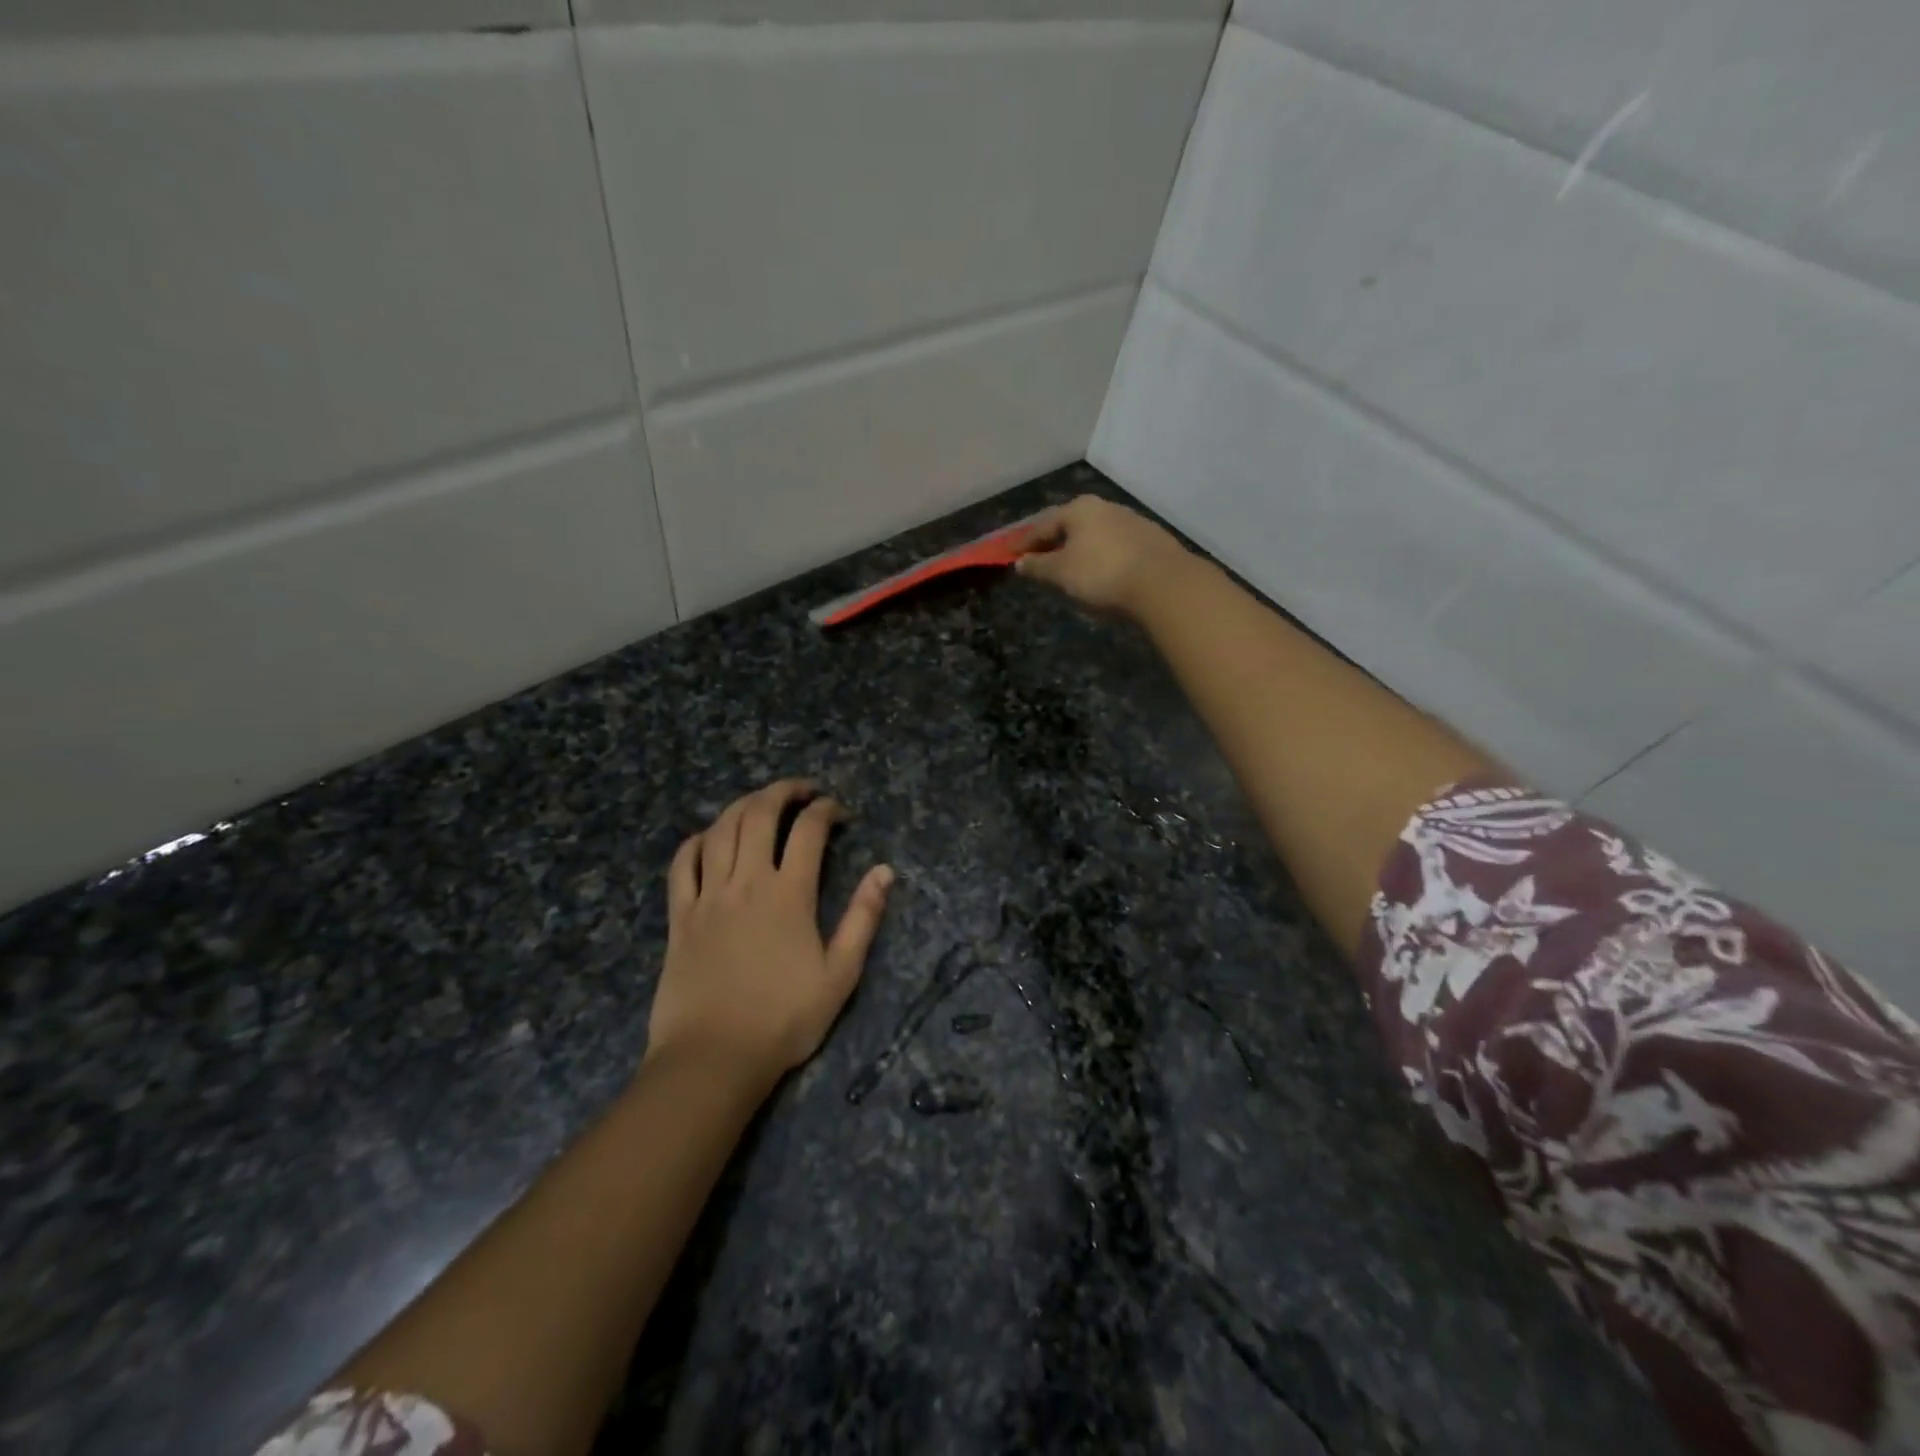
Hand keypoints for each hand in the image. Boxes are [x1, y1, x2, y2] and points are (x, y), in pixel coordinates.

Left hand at [648, 780, 893, 1083]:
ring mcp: (708, 896)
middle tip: (801, 791)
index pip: (808, 831)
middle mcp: (746, 882)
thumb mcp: (840, 974)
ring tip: (761, 802)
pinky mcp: (680, 916)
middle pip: (759, 814)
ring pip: (721, 829)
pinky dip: (697, 840)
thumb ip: (863, 918)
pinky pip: (682, 864)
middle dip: (783, 791)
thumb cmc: (784, 1019)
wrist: (713, 1058)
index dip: (825, 810)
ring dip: (743, 805)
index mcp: (788, 894)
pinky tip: (709, 837)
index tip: (838, 811)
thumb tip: (884, 871)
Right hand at [1016, 495, 1189, 618]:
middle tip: (1039, 560)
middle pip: (1070, 526)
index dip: (1023, 543)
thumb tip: (1020, 562)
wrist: (1163, 584)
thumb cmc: (1102, 574)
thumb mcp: (1062, 573)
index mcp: (1079, 509)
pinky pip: (1115, 546)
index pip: (1042, 525)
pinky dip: (1101, 556)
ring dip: (1078, 550)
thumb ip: (1038, 567)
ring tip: (1069, 569)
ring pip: (1094, 535)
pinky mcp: (1150, 540)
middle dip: (1053, 543)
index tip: (1010, 555)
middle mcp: (1105, 507)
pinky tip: (1101, 572)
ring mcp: (1131, 521)